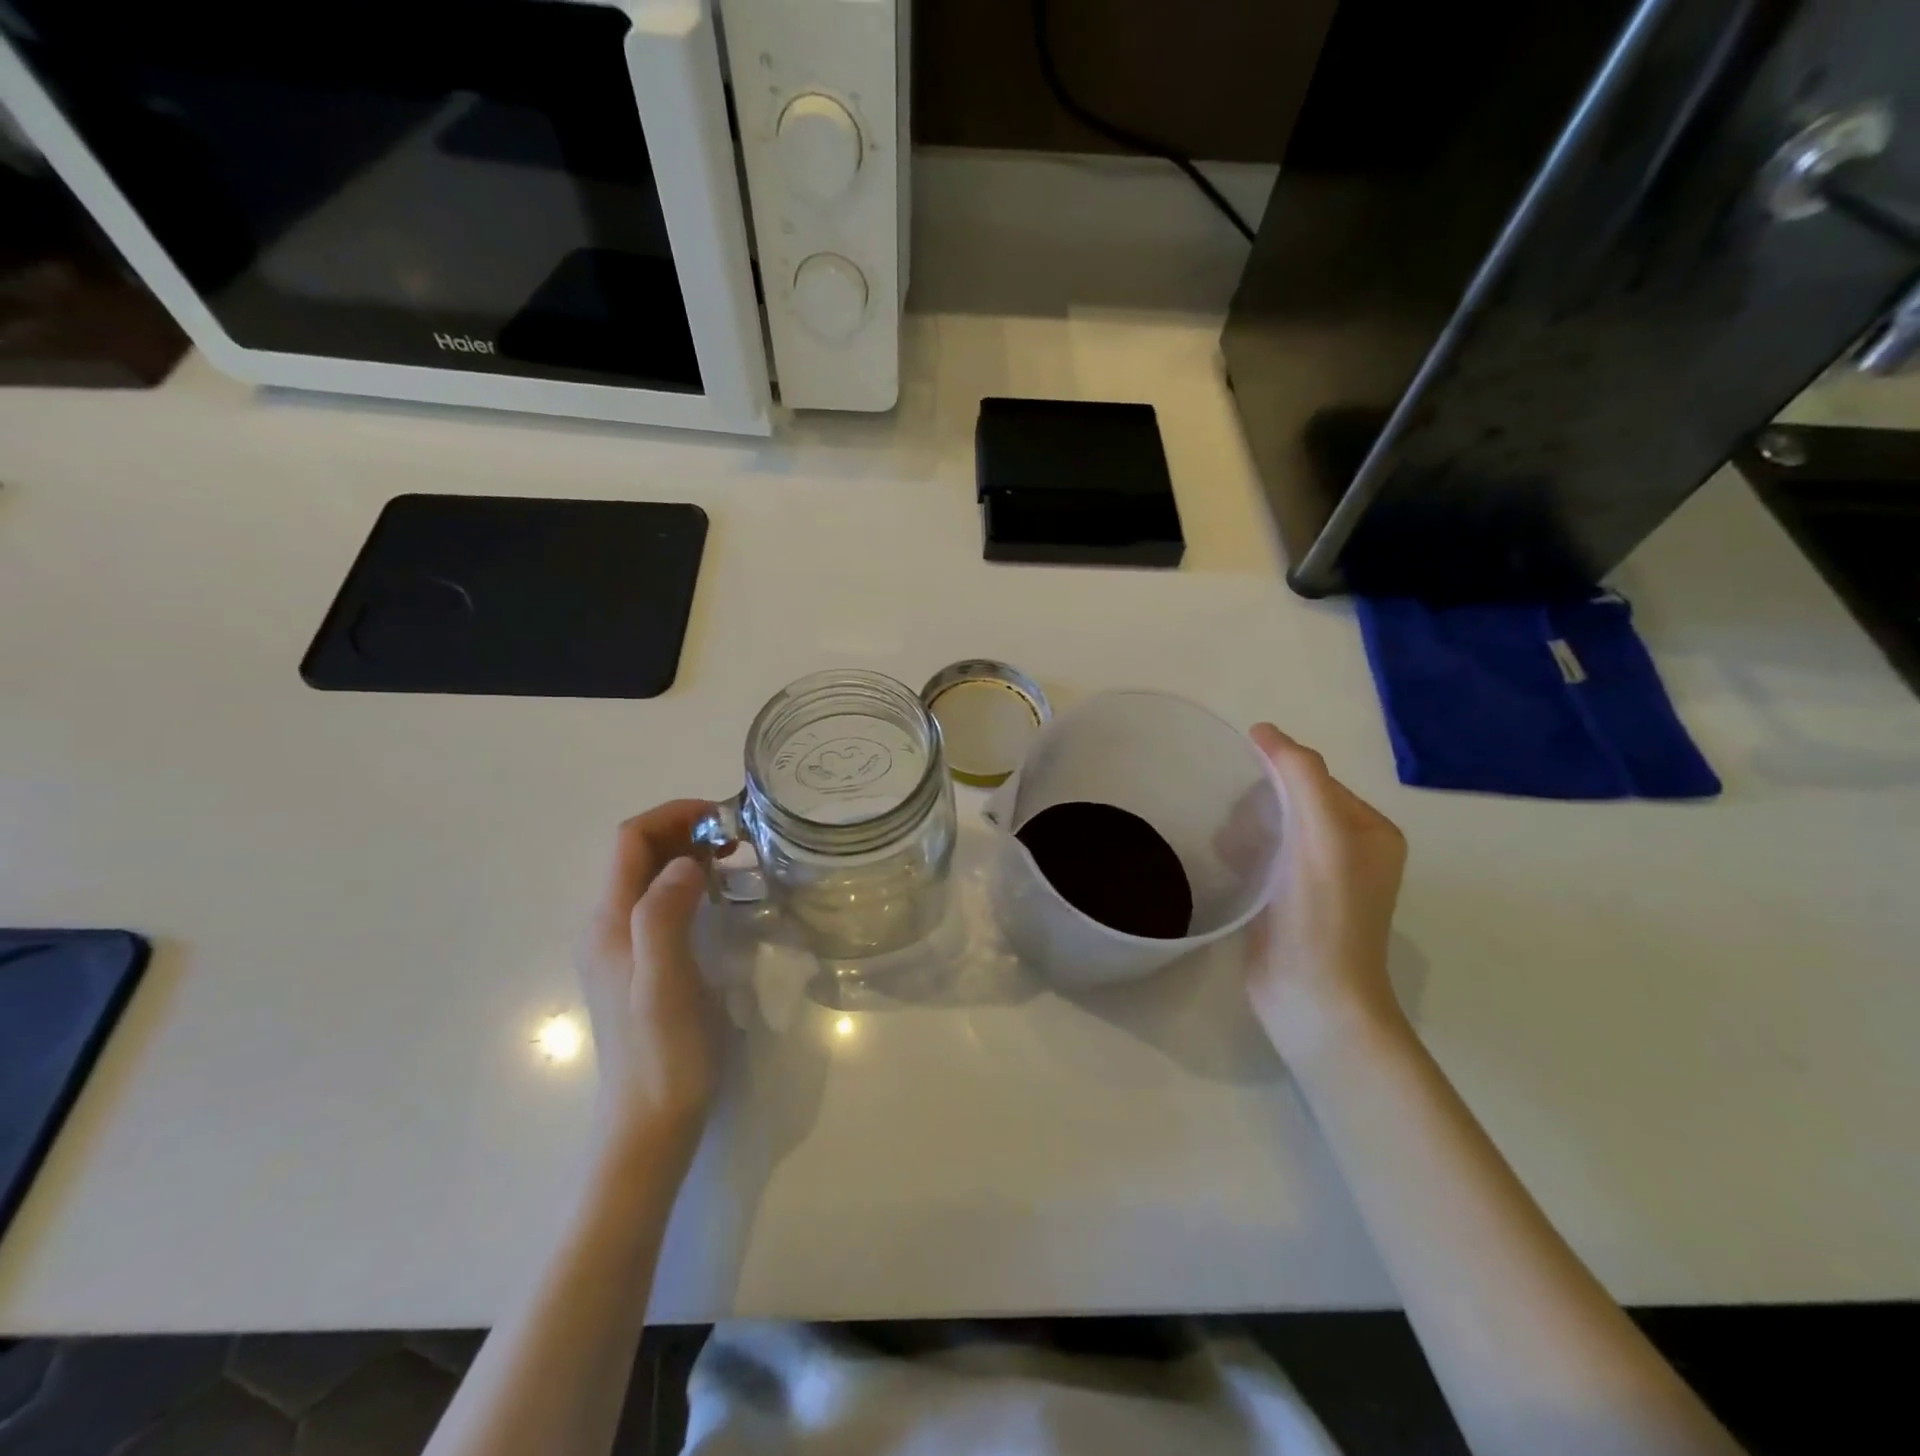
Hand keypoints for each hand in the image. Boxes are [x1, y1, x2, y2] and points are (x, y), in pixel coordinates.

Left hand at [574, 801, 721, 1150]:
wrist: (649, 1125)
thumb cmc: (663, 1055)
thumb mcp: (665, 982)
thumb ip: (665, 916)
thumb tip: (687, 863)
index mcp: (610, 923)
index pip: (631, 840)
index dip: (673, 815)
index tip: (723, 817)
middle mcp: (608, 926)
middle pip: (638, 853)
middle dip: (684, 830)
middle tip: (737, 837)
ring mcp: (623, 948)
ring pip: (651, 877)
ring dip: (688, 854)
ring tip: (736, 858)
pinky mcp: (641, 965)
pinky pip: (661, 903)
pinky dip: (690, 883)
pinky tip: (721, 898)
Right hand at [1246, 724, 1409, 1067]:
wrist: (1312, 999)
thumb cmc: (1323, 914)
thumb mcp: (1323, 834)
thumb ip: (1301, 775)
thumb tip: (1263, 730)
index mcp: (1371, 832)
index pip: (1316, 778)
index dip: (1277, 771)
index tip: (1238, 780)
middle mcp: (1351, 852)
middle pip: (1293, 801)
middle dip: (1259, 802)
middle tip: (1234, 823)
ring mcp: (1319, 881)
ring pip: (1274, 829)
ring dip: (1246, 827)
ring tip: (1227, 846)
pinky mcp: (1288, 903)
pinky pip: (1263, 858)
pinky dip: (1242, 853)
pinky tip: (1226, 865)